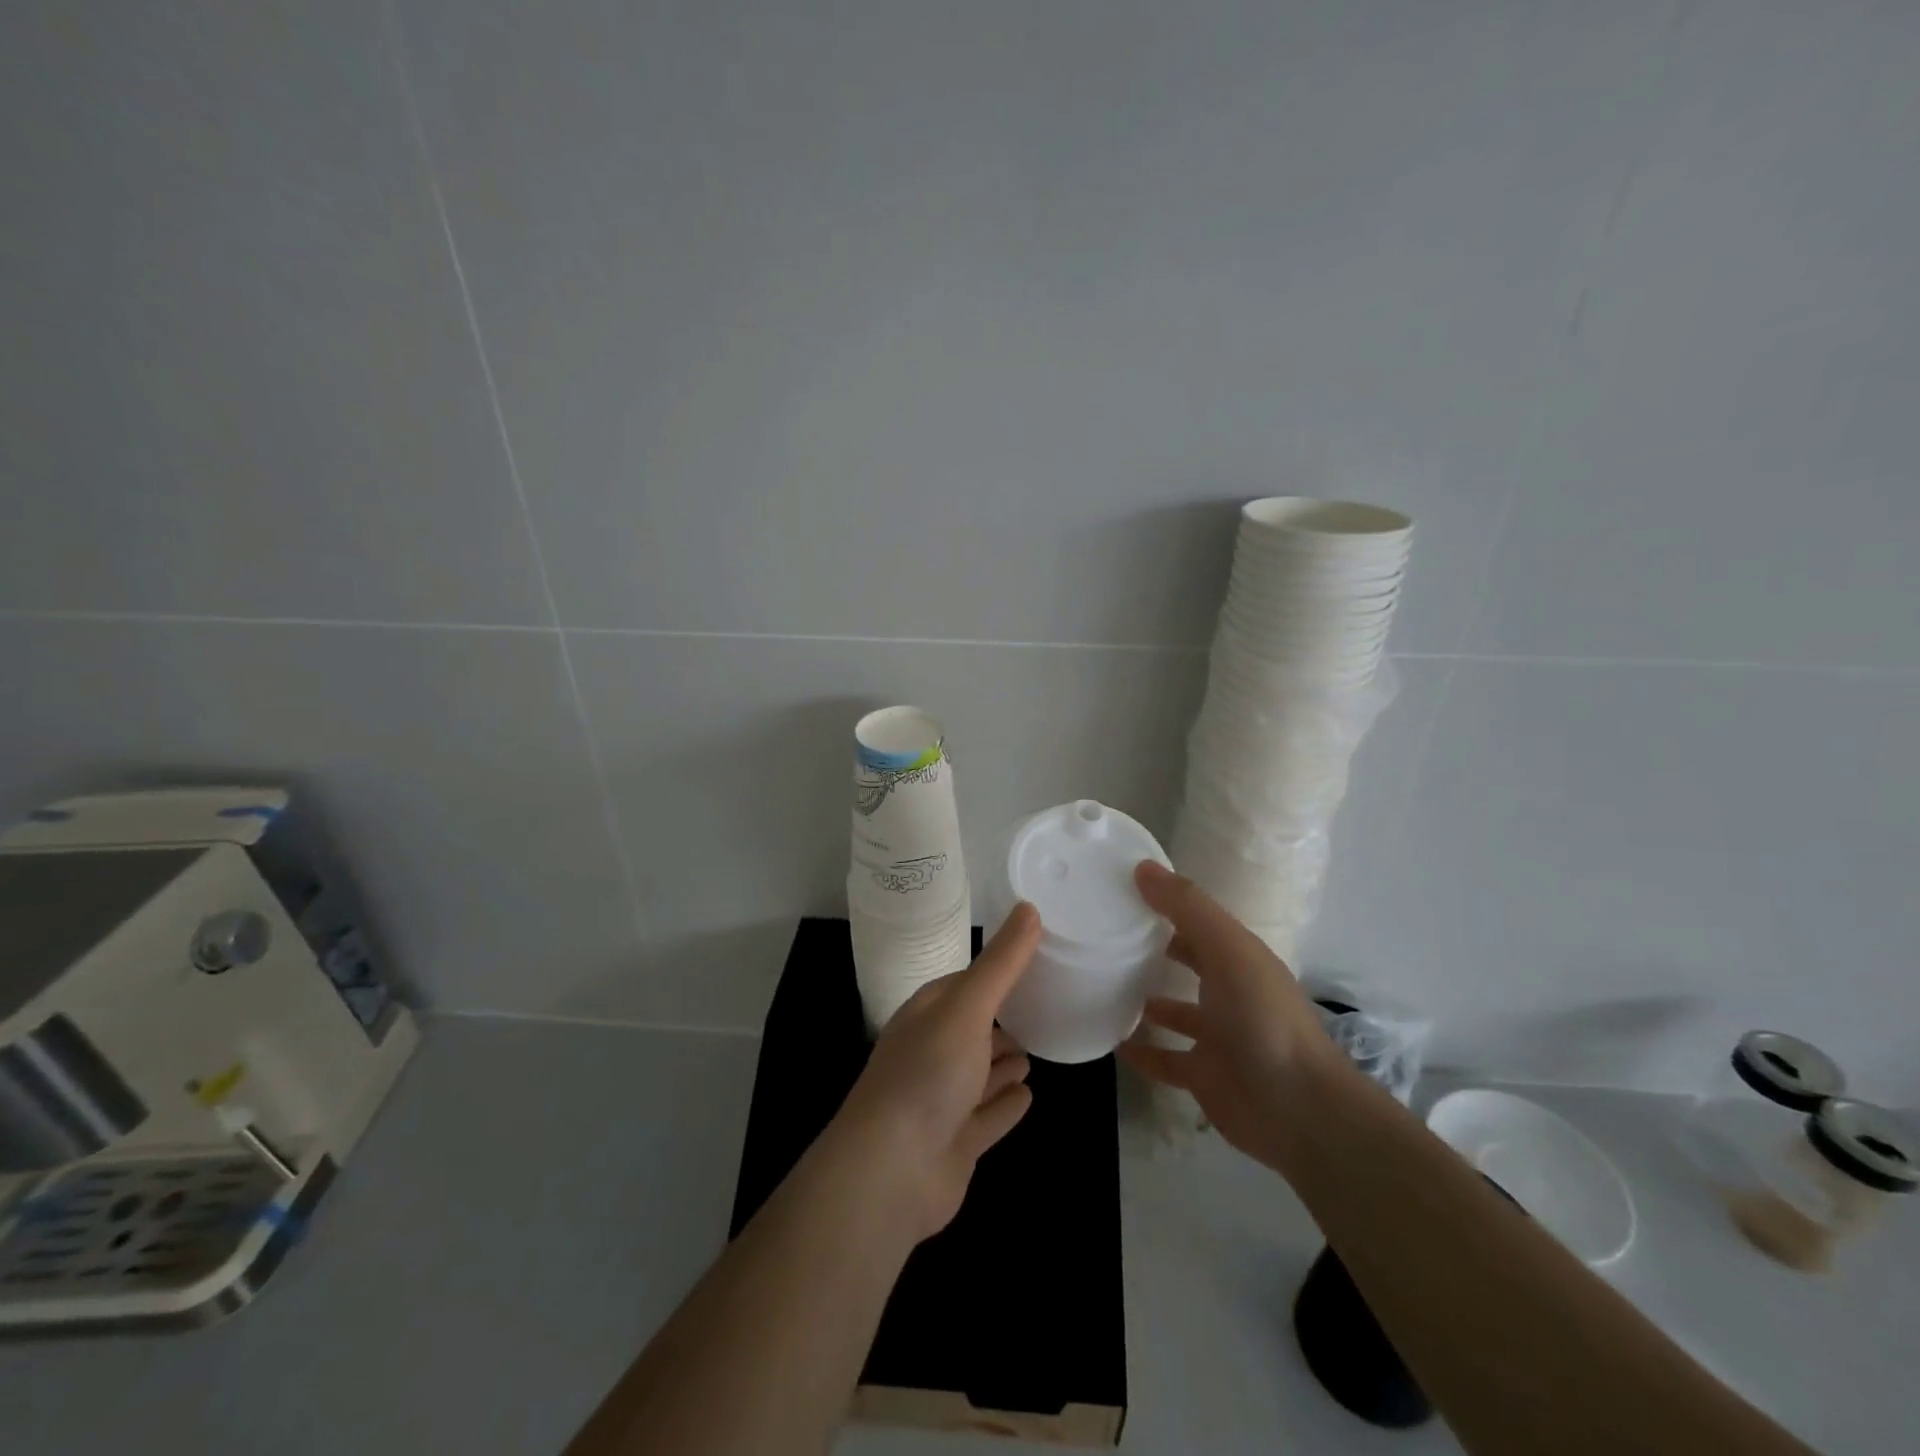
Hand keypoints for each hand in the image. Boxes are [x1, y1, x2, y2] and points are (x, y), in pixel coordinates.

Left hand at [830, 903, 1040, 1241]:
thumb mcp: (967, 1007)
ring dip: (1004, 1063)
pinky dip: (1006, 1105)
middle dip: (1001, 1020)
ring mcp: (944, 1100)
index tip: (1032, 962)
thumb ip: (1001, 963)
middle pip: (973, 1030)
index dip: (995, 974)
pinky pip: (989, 1116)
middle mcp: (933, 1053)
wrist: (891, 1171)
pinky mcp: (957, 1142)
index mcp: (928, 1015)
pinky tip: (1029, 1096)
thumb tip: (1030, 907)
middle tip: (1042, 1008)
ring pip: (981, 1073)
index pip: (965, 985)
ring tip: (1035, 1052)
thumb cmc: (928, 1074)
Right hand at [1119, 862, 1338, 1169]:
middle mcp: (1229, 993)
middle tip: (1106, 937)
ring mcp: (1217, 1037)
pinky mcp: (1204, 1077)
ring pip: (1176, 1012)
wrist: (1299, 1111)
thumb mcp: (1228, 950)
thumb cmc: (1263, 1018)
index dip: (1166, 905)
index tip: (1122, 893)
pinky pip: (1165, 1059)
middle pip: (1189, 963)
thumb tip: (1142, 867)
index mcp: (1239, 959)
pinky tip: (1112, 1041)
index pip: (1199, 923)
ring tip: (1103, 985)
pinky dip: (1142, 1051)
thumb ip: (1187, 907)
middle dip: (1155, 950)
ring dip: (1147, 1001)